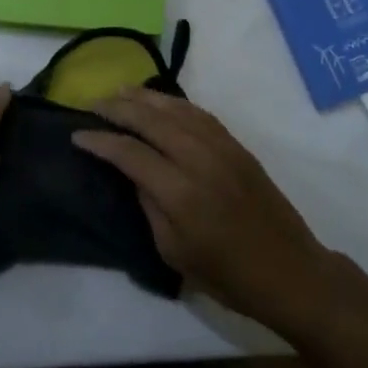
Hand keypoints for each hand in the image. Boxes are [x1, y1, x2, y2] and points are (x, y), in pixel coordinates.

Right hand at [71, 89, 331, 325]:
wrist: (289, 270)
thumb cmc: (227, 275)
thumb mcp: (174, 252)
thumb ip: (149, 206)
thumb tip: (134, 173)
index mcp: (180, 192)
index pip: (130, 153)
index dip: (100, 141)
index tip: (77, 135)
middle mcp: (199, 158)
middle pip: (150, 120)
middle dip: (118, 108)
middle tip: (92, 103)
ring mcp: (221, 147)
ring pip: (175, 109)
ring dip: (144, 97)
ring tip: (120, 92)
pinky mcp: (236, 145)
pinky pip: (199, 113)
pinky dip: (174, 102)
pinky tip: (160, 102)